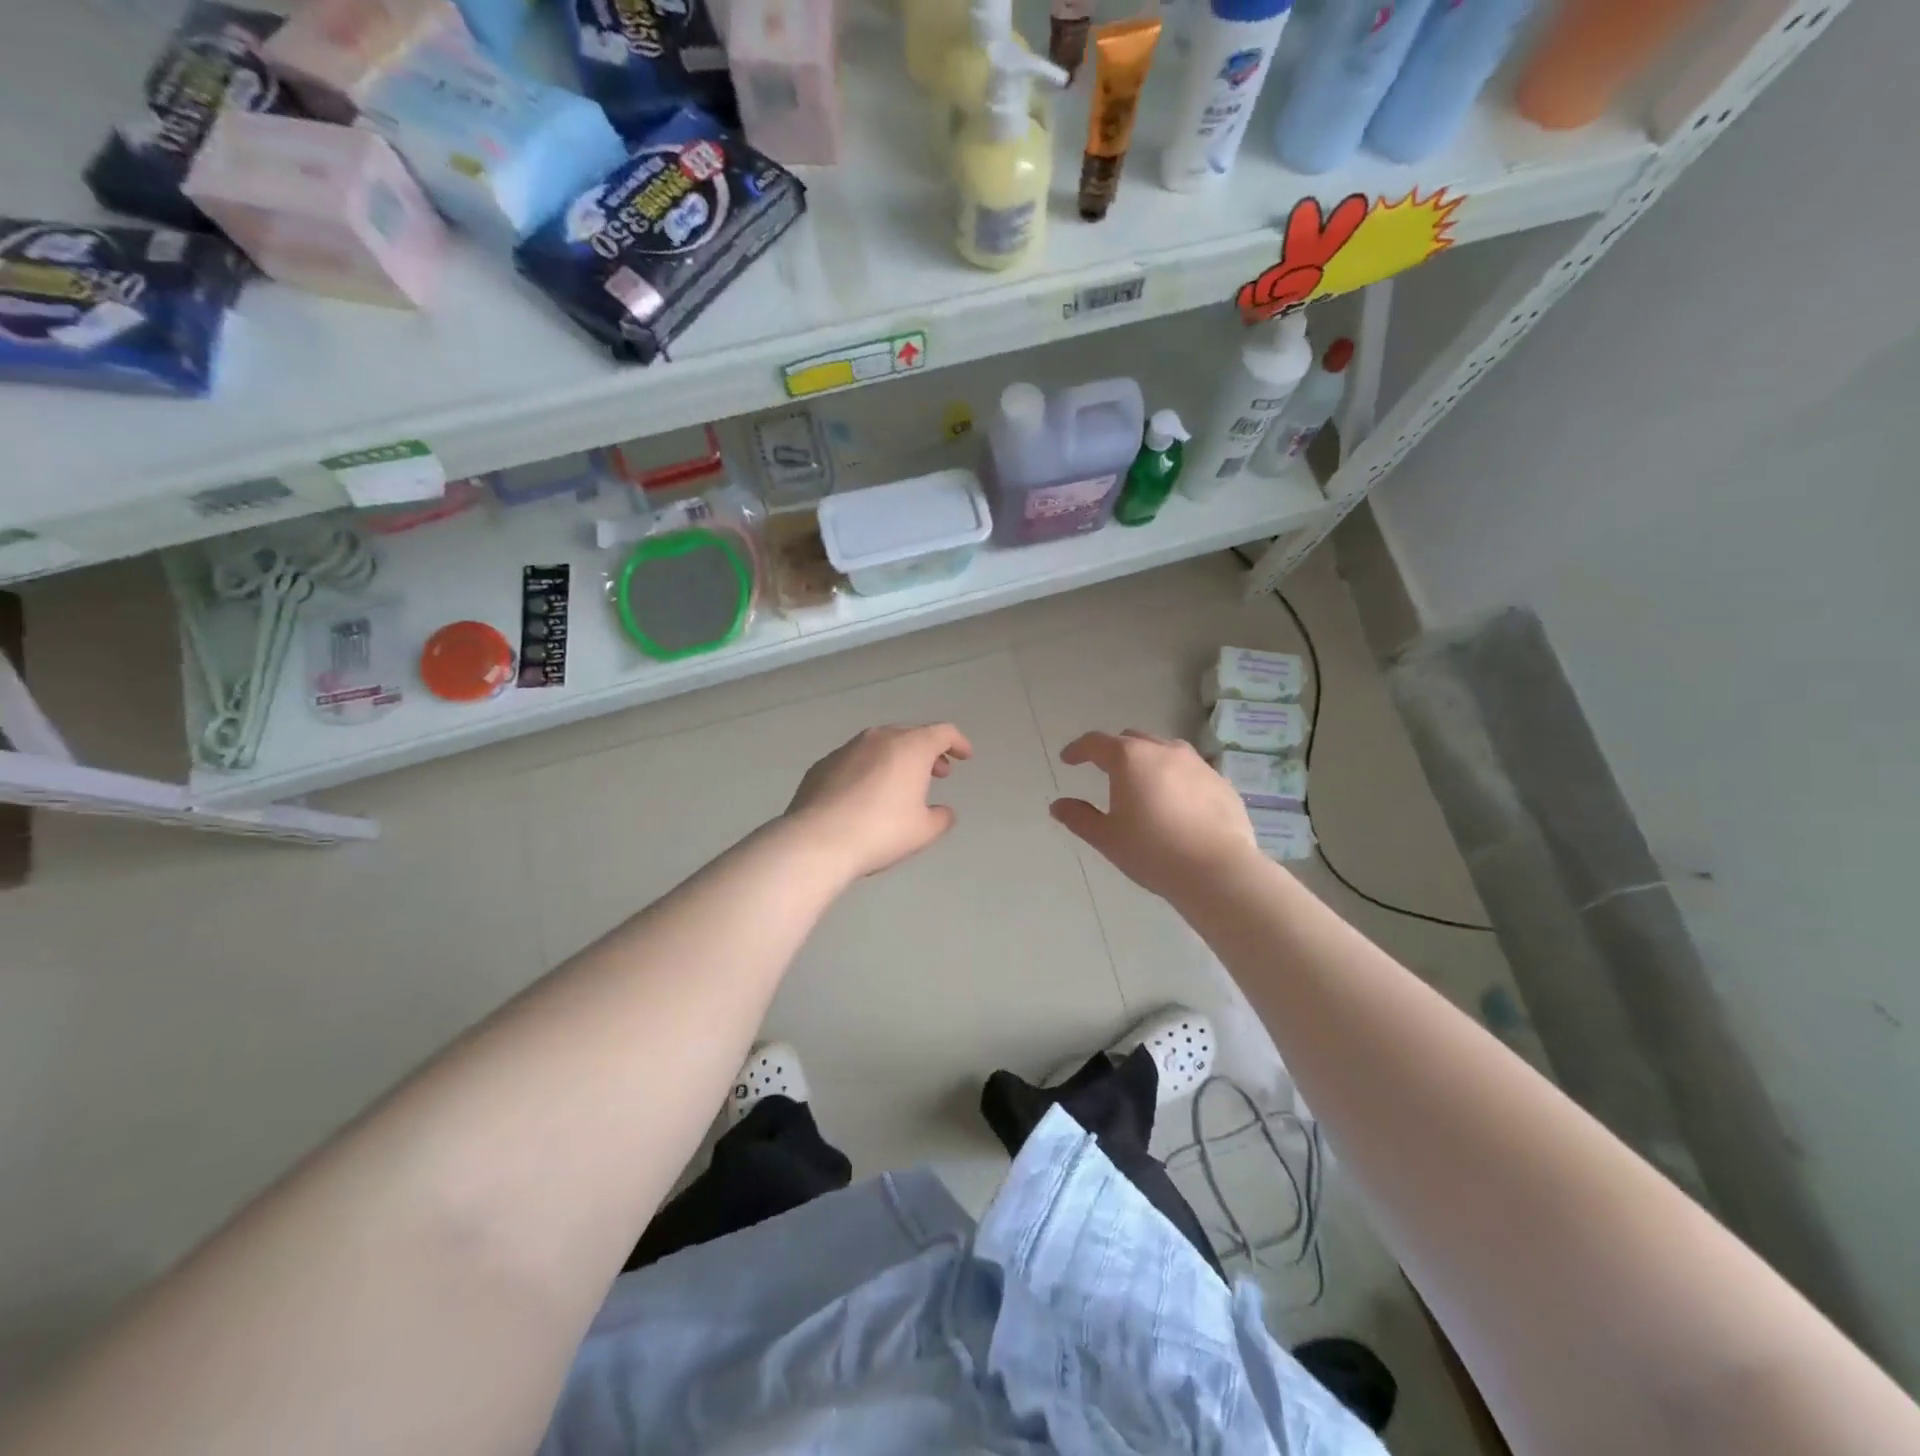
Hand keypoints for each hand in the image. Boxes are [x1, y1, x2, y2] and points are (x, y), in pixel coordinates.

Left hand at [784, 723, 973, 879]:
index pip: (943, 733)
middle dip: (928, 751)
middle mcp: (879, 738)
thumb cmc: (881, 831)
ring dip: (897, 759)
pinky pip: (855, 760)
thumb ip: (940, 817)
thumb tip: (942, 812)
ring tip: (902, 784)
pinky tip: (866, 795)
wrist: (817, 840)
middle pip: (911, 735)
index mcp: (910, 747)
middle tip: (938, 773)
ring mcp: (846, 749)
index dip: (958, 743)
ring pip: (880, 745)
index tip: (965, 756)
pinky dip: (869, 770)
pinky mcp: (822, 765)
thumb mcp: (923, 831)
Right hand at [1050, 730, 1257, 899]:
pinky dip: (1175, 778)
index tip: (1068, 760)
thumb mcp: (1107, 838)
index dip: (1078, 749)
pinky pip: (1190, 771)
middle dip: (1114, 751)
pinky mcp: (1220, 782)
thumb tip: (1058, 806)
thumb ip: (1079, 817)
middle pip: (1132, 740)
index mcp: (1130, 759)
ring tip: (1142, 786)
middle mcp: (1164, 750)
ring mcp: (1197, 764)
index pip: (1096, 743)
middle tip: (1105, 771)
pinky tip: (1176, 805)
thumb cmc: (1153, 852)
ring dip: (1147, 761)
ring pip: (1164, 750)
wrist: (1218, 871)